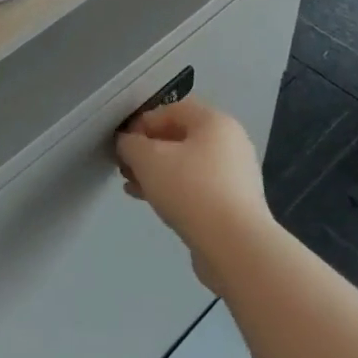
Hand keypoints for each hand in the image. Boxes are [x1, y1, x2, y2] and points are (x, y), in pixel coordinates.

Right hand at [117, 99, 272, 286]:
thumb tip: (127, 143)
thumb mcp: (148, 159)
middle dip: (147, 150)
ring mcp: (234, 176)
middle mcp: (230, 143)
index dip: (142, 122)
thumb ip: (130, 144)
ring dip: (156, 172)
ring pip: (186, 165)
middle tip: (124, 166)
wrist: (235, 247)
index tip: (122, 144)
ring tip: (131, 185)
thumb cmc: (190, 190)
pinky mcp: (233, 205)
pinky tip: (149, 202)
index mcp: (215, 122)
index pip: (171, 109)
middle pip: (179, 137)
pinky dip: (173, 190)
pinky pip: (196, 188)